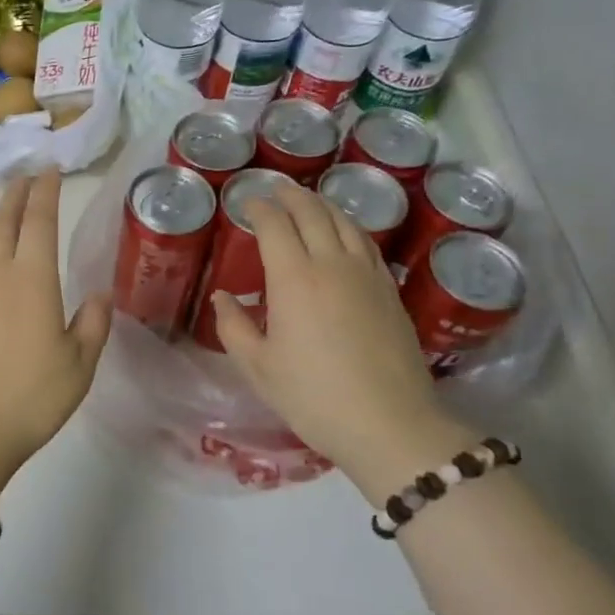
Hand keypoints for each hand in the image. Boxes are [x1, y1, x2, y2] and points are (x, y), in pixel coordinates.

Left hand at [0, 168, 111, 485]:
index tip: (50, 170)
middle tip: (26, 174)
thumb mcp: (79, 364)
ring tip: (5, 205)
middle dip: (16, 192)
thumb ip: (92, 323)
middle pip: (4, 219)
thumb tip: (99, 294)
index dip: (45, 191)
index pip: (39, 220)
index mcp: (31, 278)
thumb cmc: (31, 396)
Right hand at [212, 185, 474, 503]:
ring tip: (308, 201)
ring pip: (345, 222)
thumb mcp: (259, 367)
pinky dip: (349, 227)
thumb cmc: (314, 396)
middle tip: (275, 190)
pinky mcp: (390, 291)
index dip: (259, 208)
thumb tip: (223, 298)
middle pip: (313, 213)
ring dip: (322, 205)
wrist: (390, 424)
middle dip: (291, 195)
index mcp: (294, 278)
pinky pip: (366, 243)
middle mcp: (332, 264)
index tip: (247, 203)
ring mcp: (367, 275)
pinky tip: (344, 234)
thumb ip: (234, 327)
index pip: (275, 225)